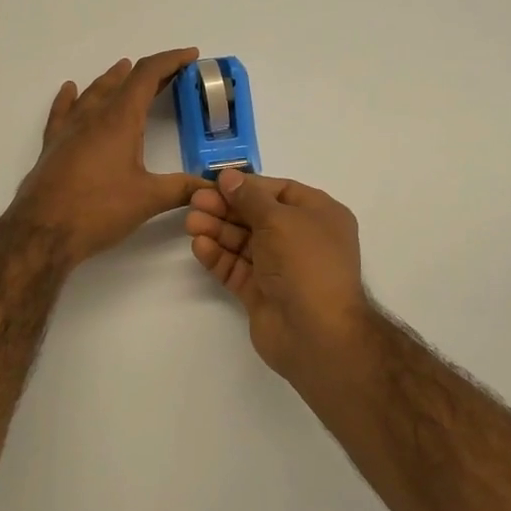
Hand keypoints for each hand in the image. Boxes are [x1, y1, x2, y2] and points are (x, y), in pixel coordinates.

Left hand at [9, 49, 207, 266]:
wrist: (41, 232)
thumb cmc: (98, 210)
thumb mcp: (148, 199)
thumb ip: (183, 189)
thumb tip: (213, 186)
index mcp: (120, 119)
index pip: (147, 75)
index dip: (171, 61)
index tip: (191, 56)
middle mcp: (93, 116)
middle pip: (123, 81)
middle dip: (149, 73)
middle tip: (171, 74)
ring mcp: (69, 129)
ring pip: (93, 92)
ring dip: (113, 79)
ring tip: (125, 70)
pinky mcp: (53, 145)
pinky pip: (63, 110)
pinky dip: (72, 97)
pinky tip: (71, 90)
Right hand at [185, 169, 371, 376]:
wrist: (316, 333)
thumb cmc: (305, 263)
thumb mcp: (279, 219)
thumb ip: (250, 197)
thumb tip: (229, 177)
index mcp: (319, 215)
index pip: (279, 191)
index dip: (248, 186)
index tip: (216, 182)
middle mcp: (302, 239)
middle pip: (258, 216)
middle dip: (227, 208)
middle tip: (195, 201)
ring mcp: (281, 268)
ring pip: (244, 242)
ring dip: (218, 230)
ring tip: (191, 222)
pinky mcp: (262, 292)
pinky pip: (238, 268)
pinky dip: (219, 257)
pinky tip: (200, 246)